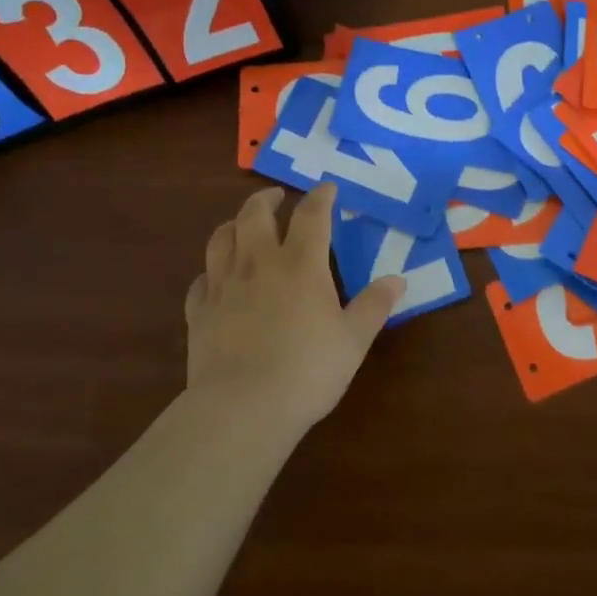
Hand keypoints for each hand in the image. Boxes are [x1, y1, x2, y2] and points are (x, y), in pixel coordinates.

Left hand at [185, 184, 403, 430]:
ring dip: (234, 224)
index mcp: (301, 264)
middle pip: (255, 215)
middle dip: (267, 199)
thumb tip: (397, 280)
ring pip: (221, 239)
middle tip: (277, 197)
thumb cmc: (308, 369)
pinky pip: (201, 279)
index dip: (321, 197)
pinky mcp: (199, 312)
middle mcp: (259, 263)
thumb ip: (374, 305)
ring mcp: (224, 286)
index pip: (312, 215)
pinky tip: (216, 278)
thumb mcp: (354, 339)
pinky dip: (211, 271)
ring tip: (242, 225)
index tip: (328, 188)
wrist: (242, 407)